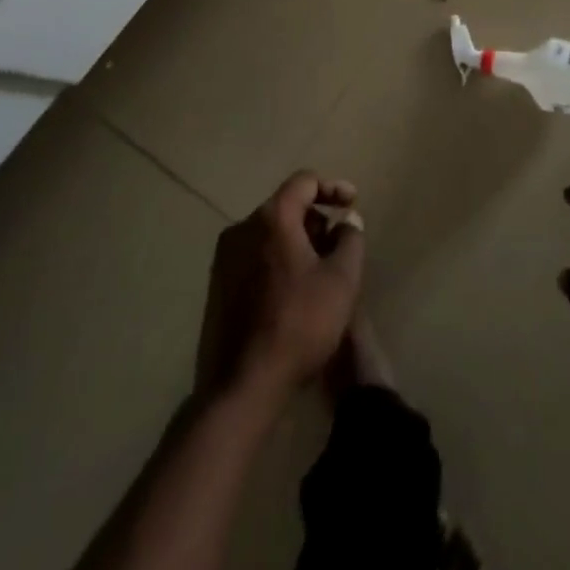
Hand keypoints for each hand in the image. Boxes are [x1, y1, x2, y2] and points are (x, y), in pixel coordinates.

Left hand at [196, 171, 364, 403]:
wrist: (241, 387)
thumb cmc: (299, 324)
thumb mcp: (341, 280)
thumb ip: (350, 239)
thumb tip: (347, 220)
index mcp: (271, 218)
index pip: (304, 182)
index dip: (332, 187)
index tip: (352, 203)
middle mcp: (242, 229)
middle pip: (285, 207)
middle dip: (316, 220)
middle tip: (338, 246)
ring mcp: (224, 259)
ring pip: (269, 234)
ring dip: (297, 243)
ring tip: (319, 273)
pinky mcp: (216, 288)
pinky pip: (254, 258)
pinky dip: (277, 262)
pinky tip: (293, 294)